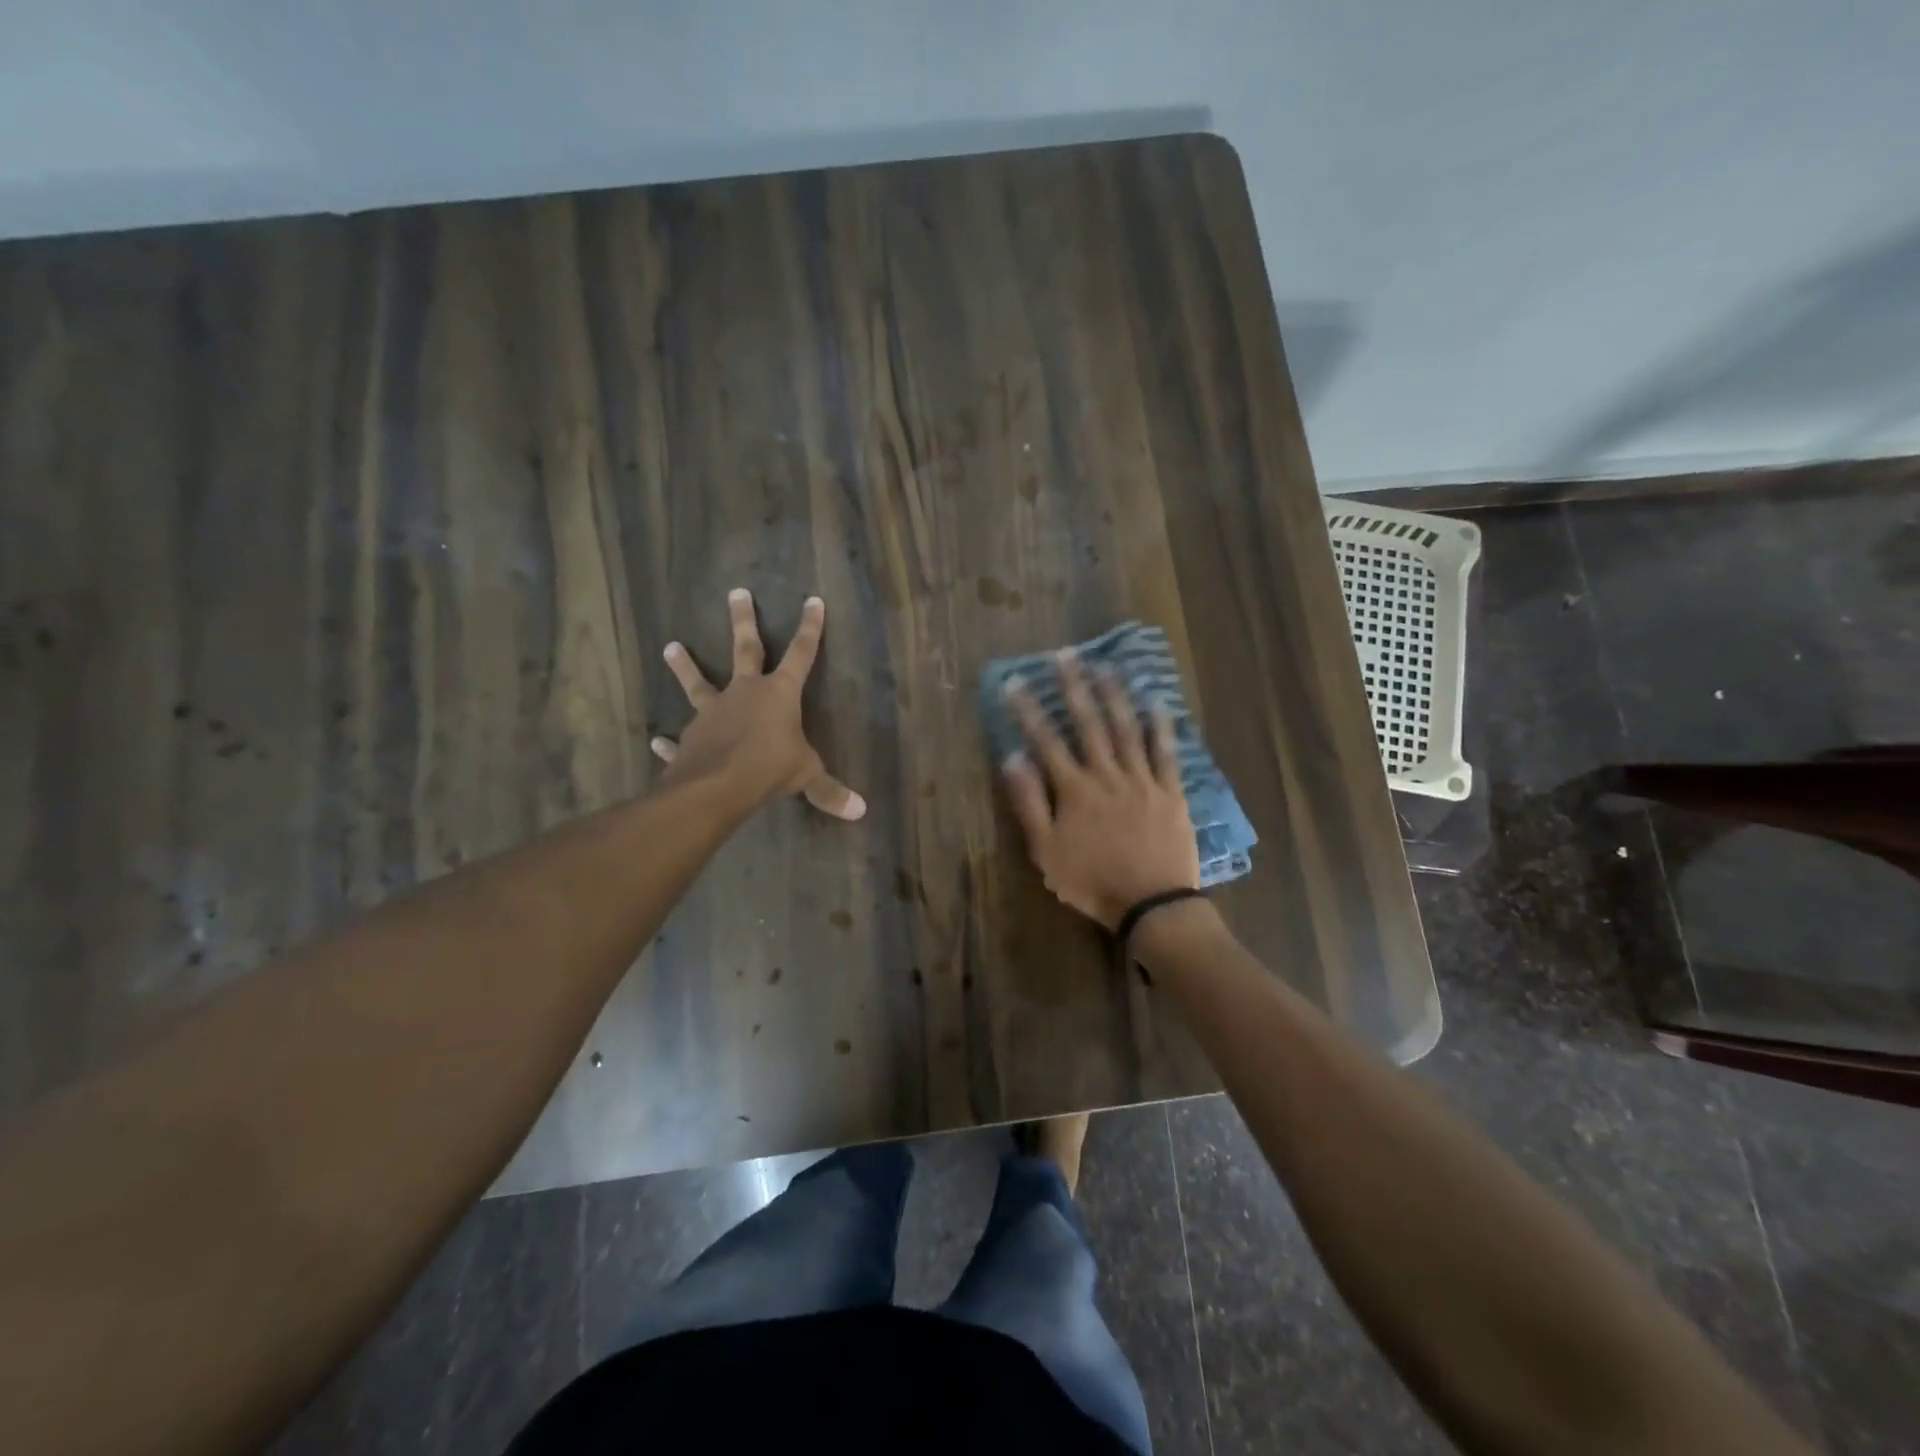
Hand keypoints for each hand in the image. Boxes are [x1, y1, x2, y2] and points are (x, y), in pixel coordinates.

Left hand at [650, 590, 865, 820]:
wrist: (718, 785)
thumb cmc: (771, 768)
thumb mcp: (807, 776)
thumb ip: (830, 791)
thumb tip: (860, 811)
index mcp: (780, 694)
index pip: (802, 654)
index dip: (810, 628)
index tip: (812, 600)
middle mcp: (745, 693)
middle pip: (746, 649)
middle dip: (744, 621)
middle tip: (737, 592)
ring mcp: (713, 713)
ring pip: (698, 683)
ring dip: (685, 666)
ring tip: (671, 646)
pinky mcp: (690, 739)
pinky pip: (679, 740)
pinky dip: (669, 743)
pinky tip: (657, 742)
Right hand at [1000, 652, 1199, 928]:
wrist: (1152, 905)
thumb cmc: (1092, 882)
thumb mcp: (1046, 851)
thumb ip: (1029, 803)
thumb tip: (1012, 759)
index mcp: (1075, 790)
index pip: (1046, 741)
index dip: (1028, 711)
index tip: (1015, 682)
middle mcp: (1107, 775)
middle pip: (1089, 724)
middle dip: (1074, 687)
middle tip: (1065, 655)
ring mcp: (1142, 780)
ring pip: (1127, 729)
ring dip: (1115, 695)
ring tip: (1105, 665)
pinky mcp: (1170, 791)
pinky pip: (1166, 753)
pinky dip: (1161, 726)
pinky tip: (1156, 702)